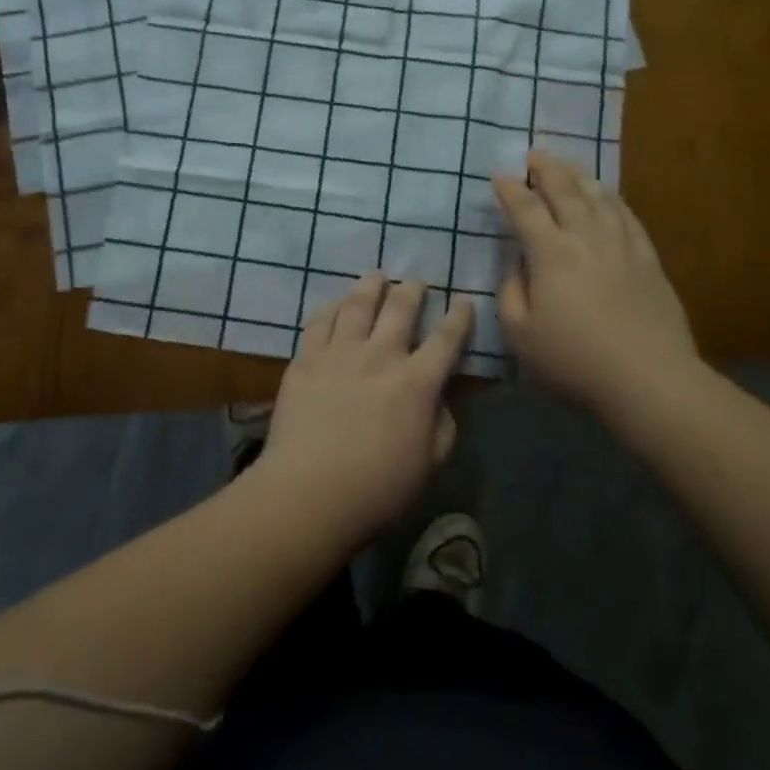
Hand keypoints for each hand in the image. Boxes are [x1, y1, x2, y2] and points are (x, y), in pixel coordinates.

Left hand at [252, 273, 473, 549]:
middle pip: (400, 309)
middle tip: (417, 281)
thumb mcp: (428, 464)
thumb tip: (442, 398)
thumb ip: (443, 426)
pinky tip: (336, 304)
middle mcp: (380, 357)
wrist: (308, 493)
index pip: (446, 339)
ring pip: (358, 305)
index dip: (459, 317)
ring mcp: (339, 354)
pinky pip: (320, 322)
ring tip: (377, 276)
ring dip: (371, 286)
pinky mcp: (305, 360)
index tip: (464, 300)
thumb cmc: (377, 489)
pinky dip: (332, 307)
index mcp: (416, 383)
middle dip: (413, 290)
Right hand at [493, 151, 698, 422]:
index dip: (509, 190)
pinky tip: (606, 194)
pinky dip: (611, 197)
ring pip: (597, 195)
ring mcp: (621, 244)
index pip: (525, 209)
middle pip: (563, 190)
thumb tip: (517, 268)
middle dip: (544, 169)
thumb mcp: (520, 335)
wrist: (648, 378)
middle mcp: (585, 237)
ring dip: (577, 175)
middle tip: (532, 155)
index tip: (499, 176)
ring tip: (565, 164)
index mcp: (550, 253)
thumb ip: (511, 295)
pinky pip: (626, 214)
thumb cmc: (575, 360)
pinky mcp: (648, 257)